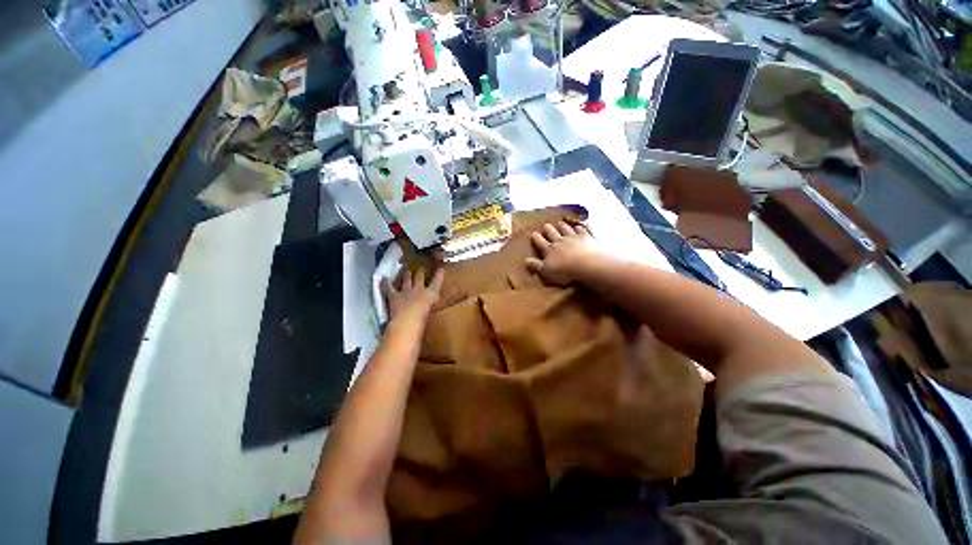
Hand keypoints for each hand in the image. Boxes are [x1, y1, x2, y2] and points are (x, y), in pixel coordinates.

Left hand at [383, 268, 444, 320]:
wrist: (407, 321)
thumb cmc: (423, 321)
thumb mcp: (431, 315)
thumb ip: (429, 310)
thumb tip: (428, 311)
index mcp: (430, 295)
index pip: (436, 282)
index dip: (439, 275)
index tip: (441, 269)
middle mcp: (418, 290)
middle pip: (419, 278)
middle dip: (420, 273)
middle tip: (420, 270)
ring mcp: (405, 291)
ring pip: (406, 280)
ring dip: (406, 275)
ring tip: (407, 271)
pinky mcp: (394, 296)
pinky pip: (388, 287)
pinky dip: (385, 283)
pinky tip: (383, 278)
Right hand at [526, 221, 599, 285]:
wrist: (588, 264)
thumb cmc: (565, 271)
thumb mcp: (546, 271)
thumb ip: (536, 265)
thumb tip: (525, 260)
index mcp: (549, 249)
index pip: (539, 241)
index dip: (536, 237)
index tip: (533, 234)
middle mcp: (560, 240)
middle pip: (552, 232)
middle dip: (548, 228)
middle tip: (546, 226)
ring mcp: (574, 237)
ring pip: (566, 228)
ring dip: (562, 225)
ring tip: (560, 223)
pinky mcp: (587, 237)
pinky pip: (583, 229)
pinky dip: (581, 227)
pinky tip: (580, 226)